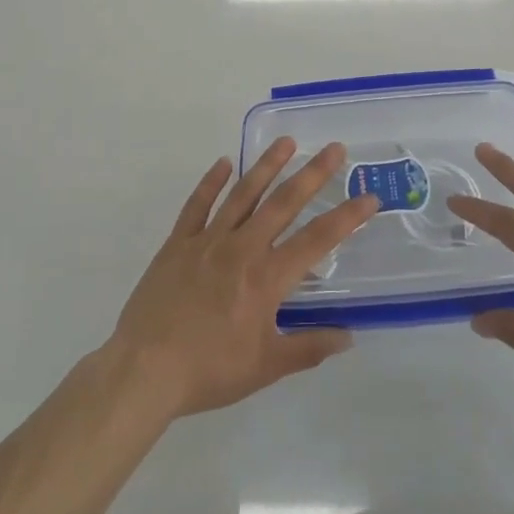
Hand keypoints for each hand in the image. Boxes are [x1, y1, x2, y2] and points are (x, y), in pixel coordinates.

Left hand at [107, 139, 377, 419]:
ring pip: (243, 194)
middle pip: (283, 204)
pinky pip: (197, 205)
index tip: (368, 197)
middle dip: (312, 174)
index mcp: (266, 278)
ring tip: (286, 142)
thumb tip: (348, 336)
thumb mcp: (266, 367)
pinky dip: (211, 182)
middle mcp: (242, 249)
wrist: (144, 371)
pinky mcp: (178, 243)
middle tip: (334, 148)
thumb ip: (308, 348)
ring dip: (267, 166)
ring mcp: (207, 241)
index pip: (316, 240)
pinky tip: (224, 163)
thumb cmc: (209, 371)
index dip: (346, 218)